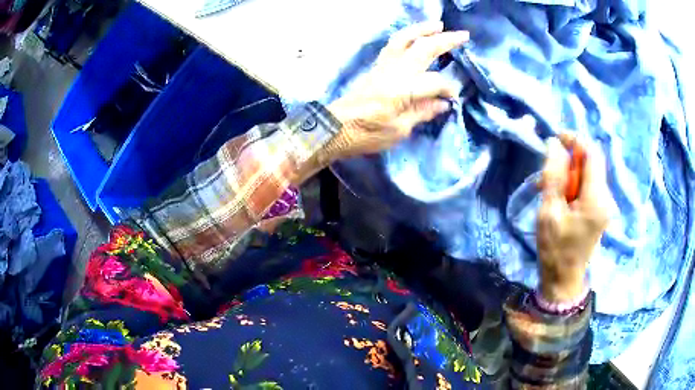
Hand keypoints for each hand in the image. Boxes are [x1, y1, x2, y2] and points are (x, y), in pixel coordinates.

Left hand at [320, 22, 467, 163]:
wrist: (335, 128)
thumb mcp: (399, 130)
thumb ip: (423, 113)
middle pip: (423, 48)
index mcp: (403, 89)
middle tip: (463, 35)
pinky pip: (393, 44)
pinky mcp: (377, 66)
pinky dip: (407, 36)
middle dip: (445, 40)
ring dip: (422, 29)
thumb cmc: (367, 134)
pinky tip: (415, 36)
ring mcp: (384, 65)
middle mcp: (395, 71)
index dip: (448, 89)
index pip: (435, 81)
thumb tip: (442, 104)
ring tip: (438, 24)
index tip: (453, 98)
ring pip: (405, 38)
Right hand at [537, 133, 611, 302]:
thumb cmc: (555, 249)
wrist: (564, 279)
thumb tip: (555, 144)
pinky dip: (573, 186)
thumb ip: (553, 175)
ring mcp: (605, 204)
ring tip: (548, 191)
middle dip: (568, 162)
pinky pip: (588, 186)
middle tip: (546, 175)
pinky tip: (559, 199)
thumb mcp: (549, 211)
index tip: (556, 138)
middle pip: (590, 163)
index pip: (592, 153)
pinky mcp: (600, 210)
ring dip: (568, 175)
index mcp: (596, 198)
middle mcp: (606, 197)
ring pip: (588, 174)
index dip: (575, 140)